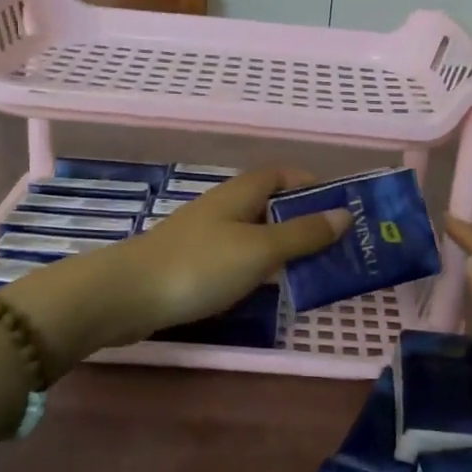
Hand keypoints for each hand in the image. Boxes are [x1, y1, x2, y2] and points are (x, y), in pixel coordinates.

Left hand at [4, 171, 347, 373]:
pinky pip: (237, 257)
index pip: (281, 175)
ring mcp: (205, 237)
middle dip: (303, 219)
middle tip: (338, 245)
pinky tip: (269, 287)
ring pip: (254, 233)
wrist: (127, 296)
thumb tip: (343, 214)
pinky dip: (259, 266)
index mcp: (240, 193)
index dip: (310, 184)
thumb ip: (302, 234)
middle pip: (270, 204)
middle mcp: (223, 208)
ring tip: (315, 269)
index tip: (340, 207)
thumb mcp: (259, 249)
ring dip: (283, 246)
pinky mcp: (193, 264)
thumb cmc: (200, 266)